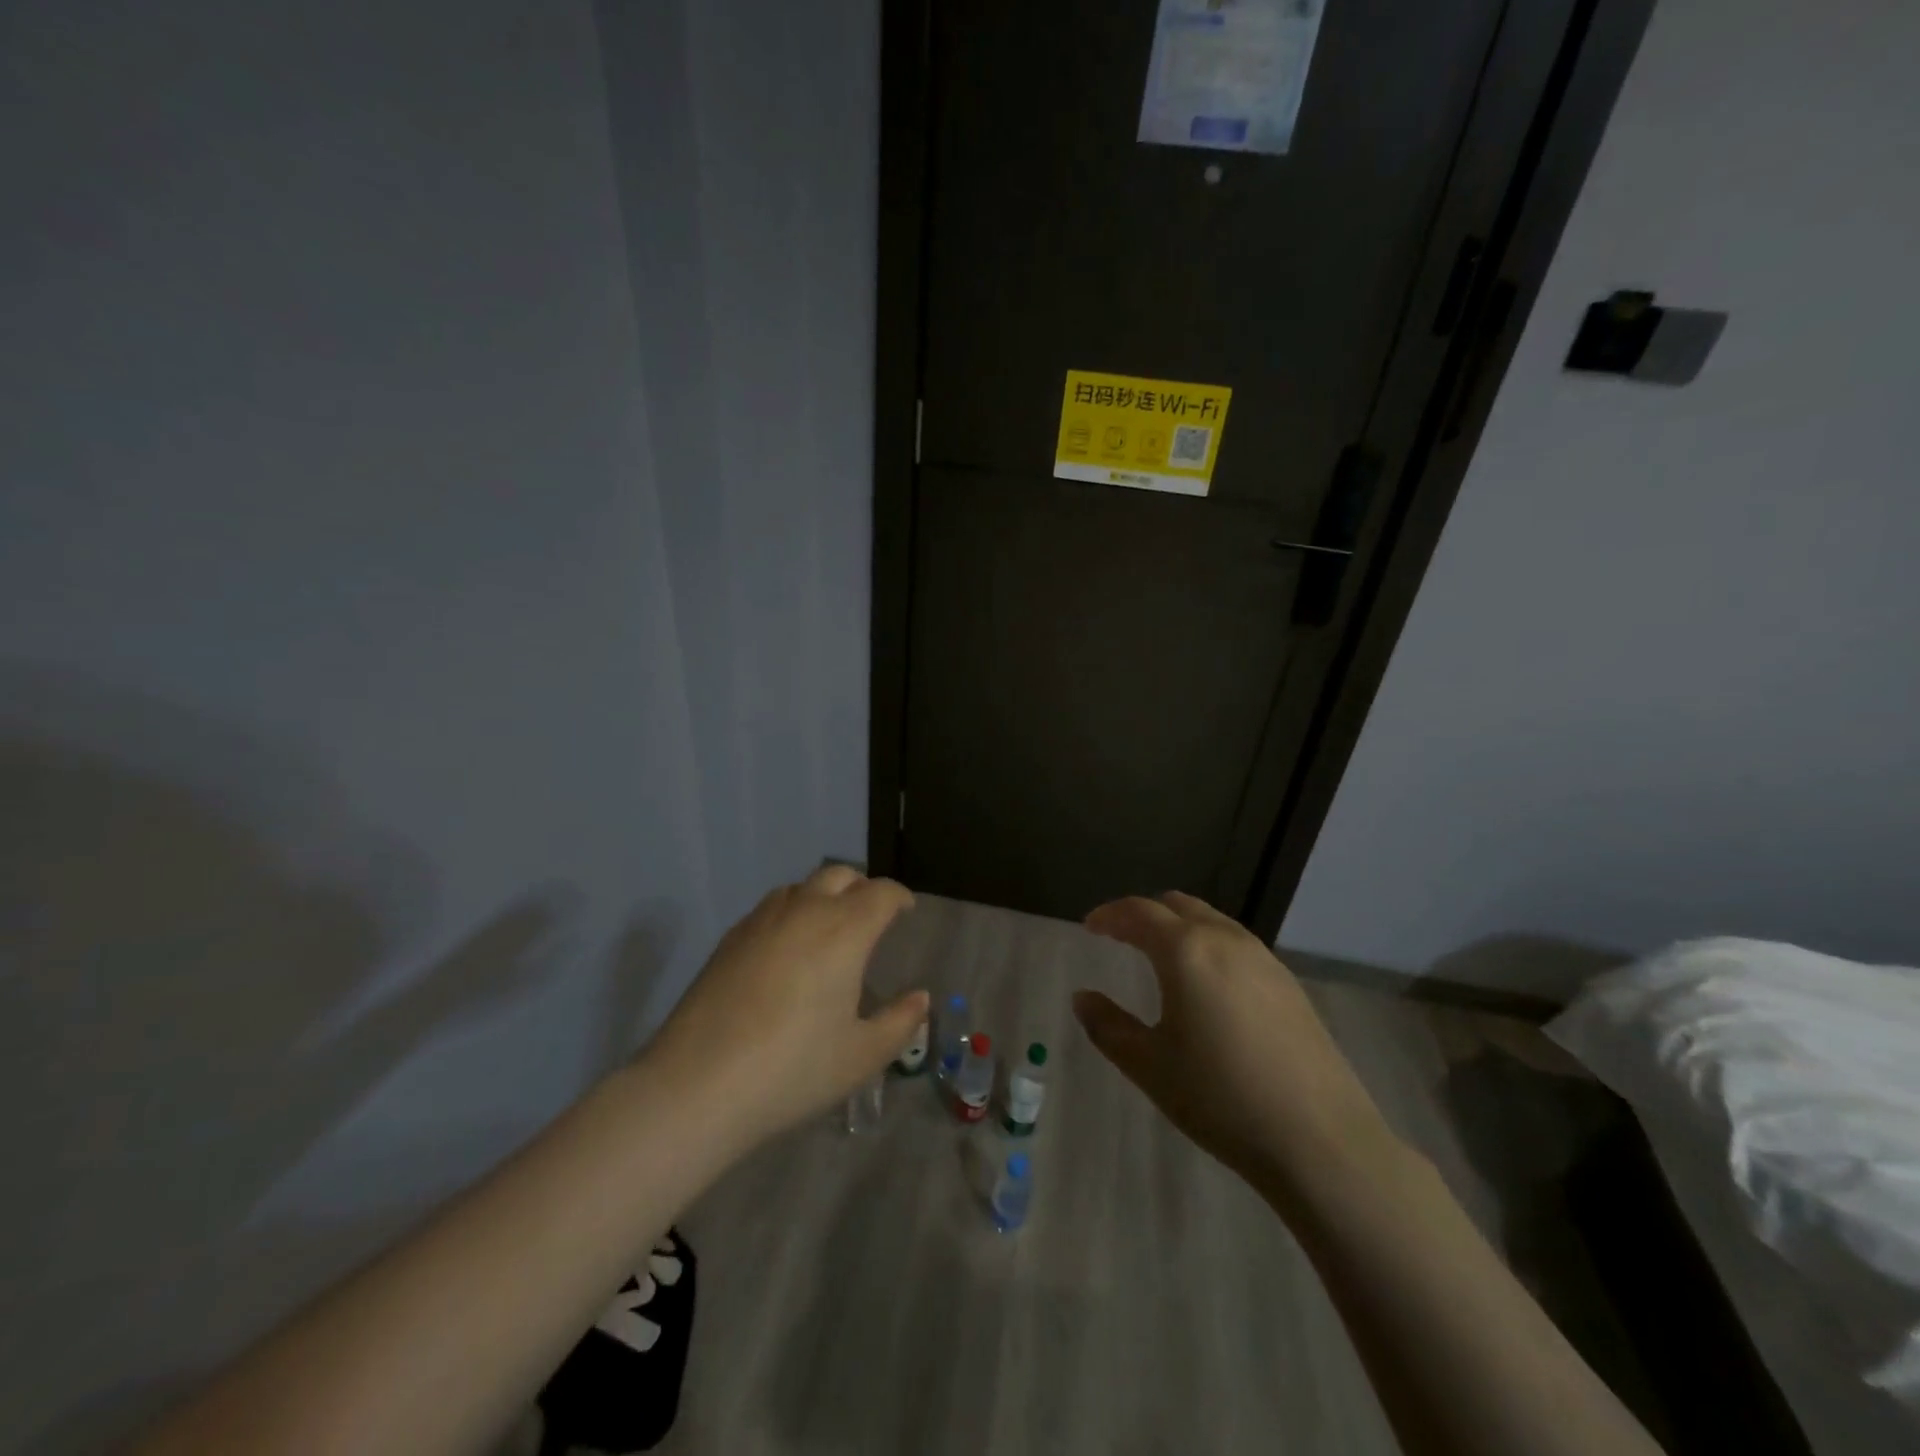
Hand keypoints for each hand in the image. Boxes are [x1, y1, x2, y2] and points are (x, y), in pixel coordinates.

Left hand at [645, 865, 925, 1150]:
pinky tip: (786, 950)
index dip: (899, 897)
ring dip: (823, 896)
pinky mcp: (729, 939)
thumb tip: (920, 998)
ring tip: (828, 930)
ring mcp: (761, 921)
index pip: (881, 893)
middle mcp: (804, 911)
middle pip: (839, 876)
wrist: (697, 1085)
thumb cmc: (793, 1070)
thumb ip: (899, 1022)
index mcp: (845, 931)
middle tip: (870, 918)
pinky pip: (770, 908)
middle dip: (861, 889)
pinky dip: (790, 913)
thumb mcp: (861, 1056)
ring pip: (801, 887)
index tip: (906, 911)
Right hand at [1075, 891, 1398, 1202]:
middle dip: (1145, 914)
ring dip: (1180, 926)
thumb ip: (1108, 1026)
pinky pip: (1237, 944)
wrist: (1320, 1140)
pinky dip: (1209, 945)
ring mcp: (1264, 959)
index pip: (1138, 912)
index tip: (1090, 926)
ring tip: (1161, 955)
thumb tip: (1082, 998)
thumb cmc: (1221, 1099)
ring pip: (1212, 921)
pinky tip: (1208, 984)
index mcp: (1186, 951)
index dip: (1109, 915)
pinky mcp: (1289, 984)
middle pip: (1177, 906)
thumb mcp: (1150, 1066)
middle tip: (1121, 935)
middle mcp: (1225, 940)